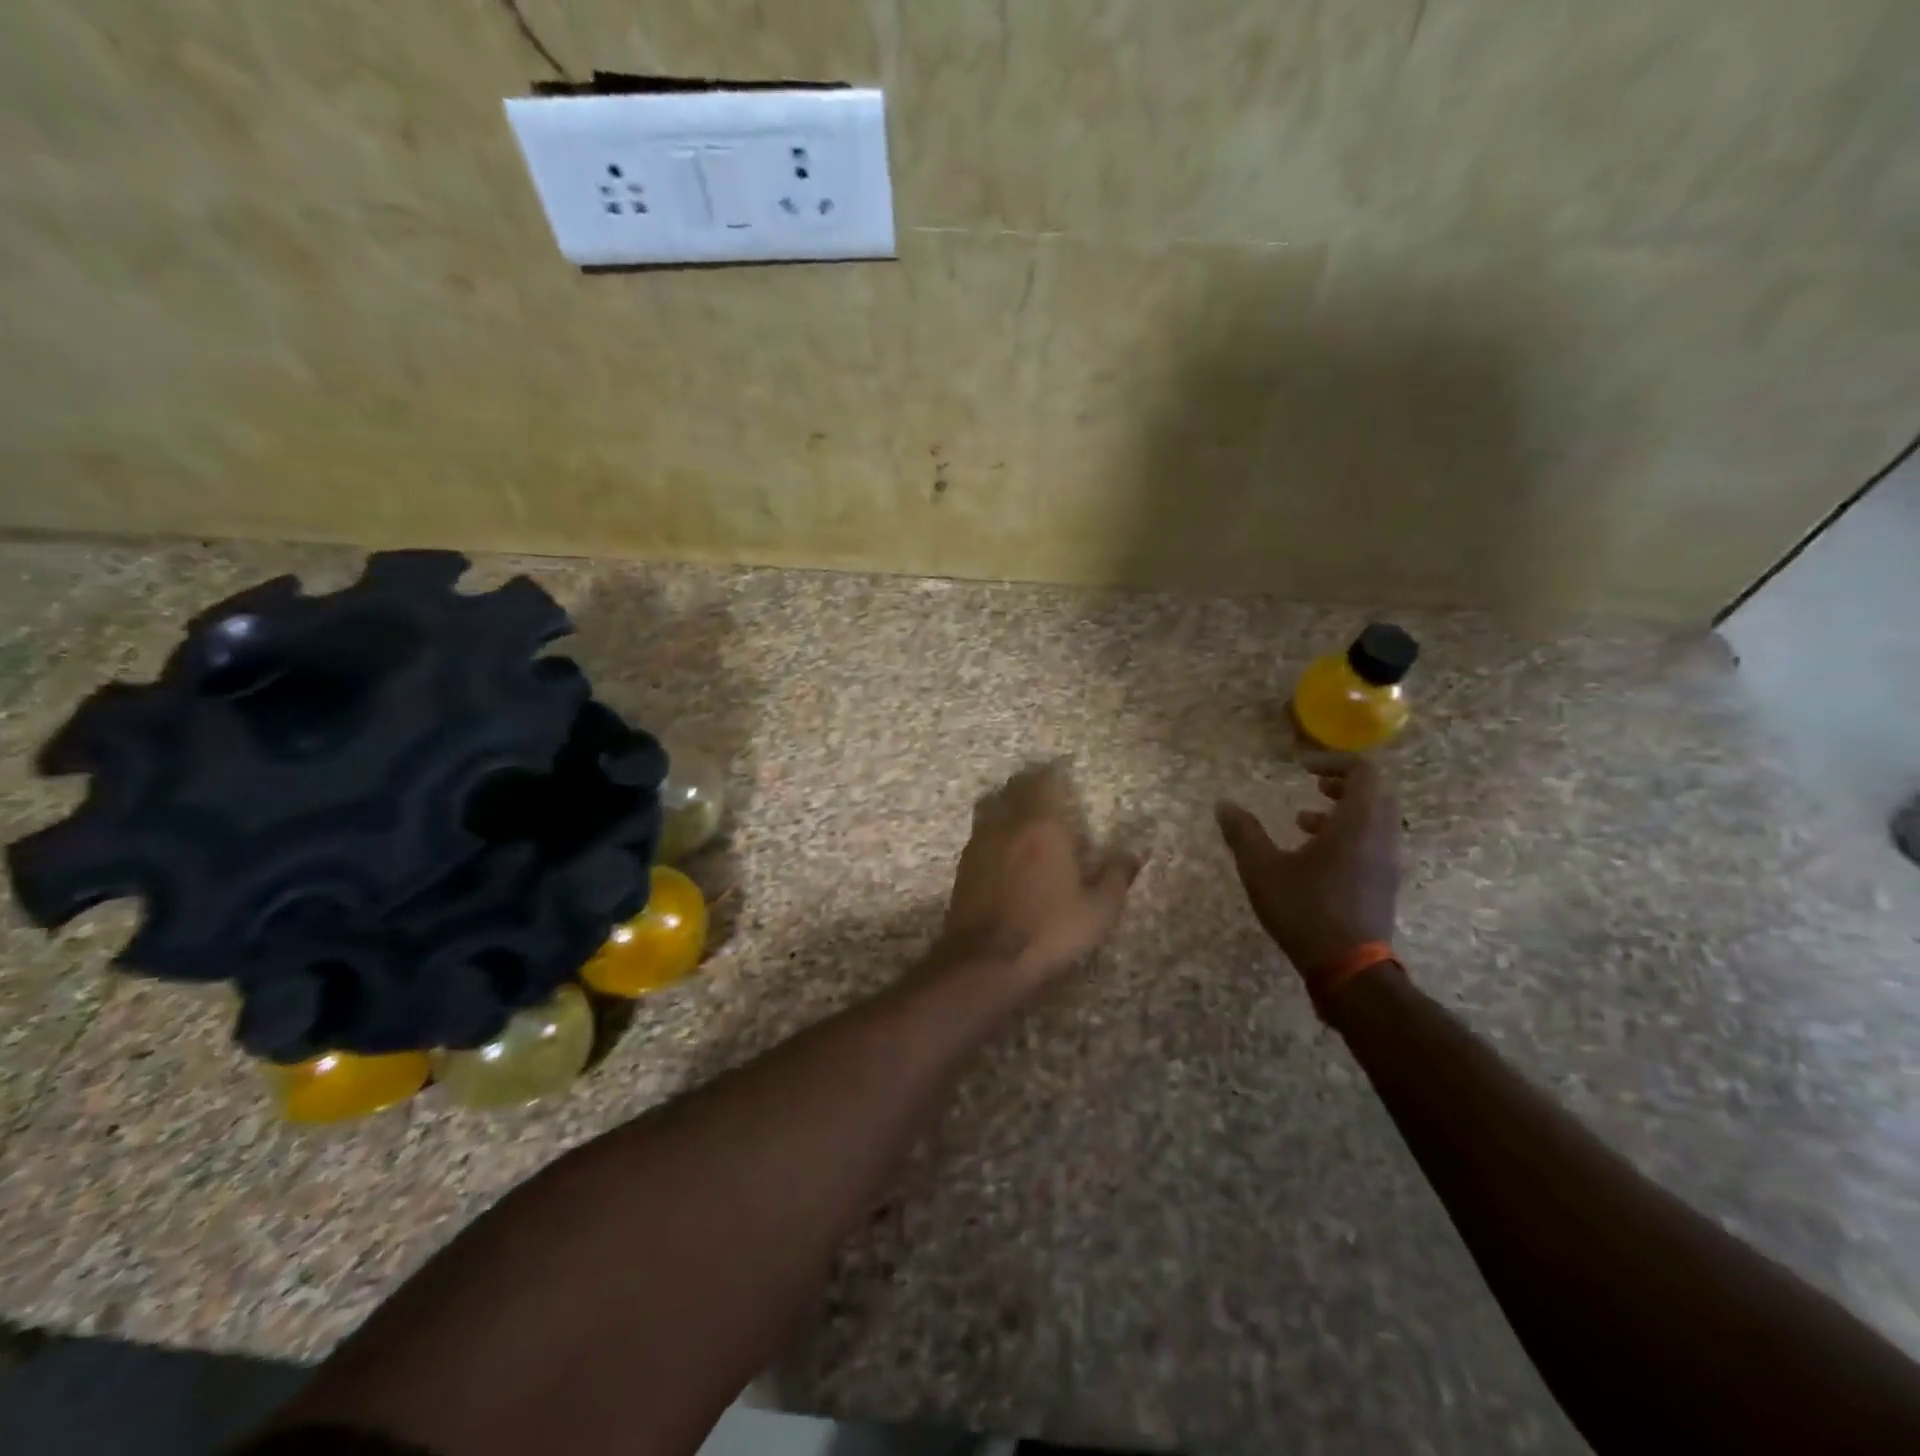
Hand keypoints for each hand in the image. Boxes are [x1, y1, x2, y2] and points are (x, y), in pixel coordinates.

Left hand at [937, 762, 1141, 992]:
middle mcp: (1006, 825)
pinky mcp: (963, 866)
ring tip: (1022, 814)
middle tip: (1045, 788)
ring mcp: (979, 844)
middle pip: (1013, 789)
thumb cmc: (1049, 930)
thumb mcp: (1098, 910)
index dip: (1053, 773)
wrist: (985, 961)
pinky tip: (1004, 848)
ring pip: (991, 807)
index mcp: (1041, 826)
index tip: (1063, 771)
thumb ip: (1116, 876)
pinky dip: (993, 830)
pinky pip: (980, 833)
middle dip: (1028, 784)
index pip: (1043, 782)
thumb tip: (1135, 853)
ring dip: (1006, 803)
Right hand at [1216, 758, 1400, 977]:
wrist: (1349, 968)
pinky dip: (1348, 835)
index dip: (1334, 762)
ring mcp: (1386, 863)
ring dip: (1344, 811)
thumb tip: (1223, 804)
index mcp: (1357, 824)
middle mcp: (1380, 837)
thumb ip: (1243, 833)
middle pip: (1375, 794)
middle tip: (1312, 786)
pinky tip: (1313, 856)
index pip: (1364, 773)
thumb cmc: (1305, 910)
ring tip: (1302, 821)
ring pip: (1375, 821)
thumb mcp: (1262, 869)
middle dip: (1343, 784)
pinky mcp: (1383, 884)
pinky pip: (1373, 843)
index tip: (1302, 767)